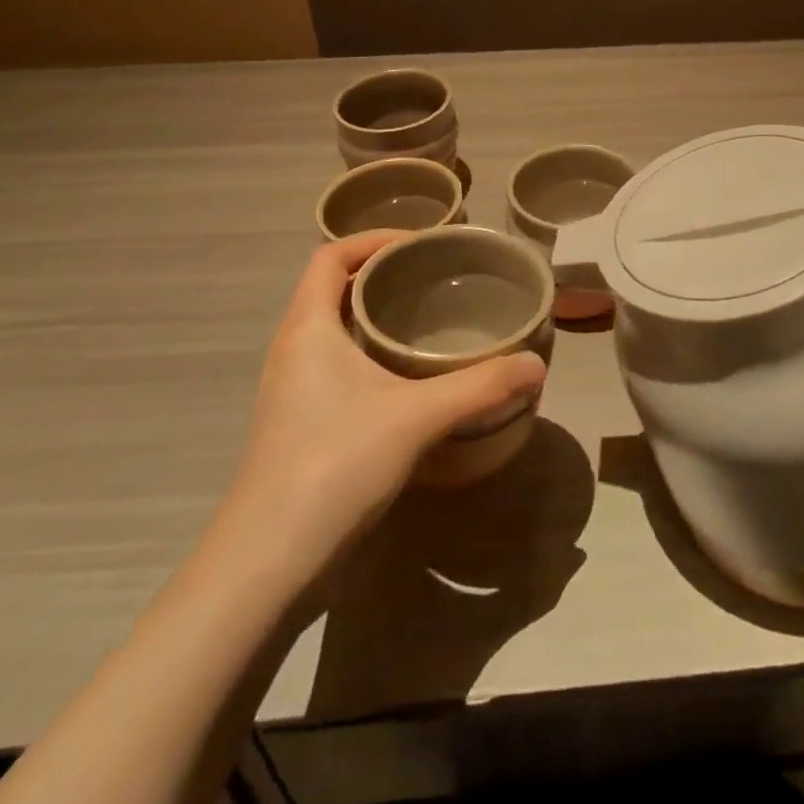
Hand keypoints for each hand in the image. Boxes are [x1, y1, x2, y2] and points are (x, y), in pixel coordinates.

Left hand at [221, 233, 546, 567]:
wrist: (267, 564)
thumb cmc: (334, 465)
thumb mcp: (417, 417)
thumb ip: (481, 387)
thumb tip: (537, 364)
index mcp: (308, 328)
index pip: (329, 256)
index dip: (373, 239)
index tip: (421, 244)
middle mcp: (292, 349)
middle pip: (332, 289)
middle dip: (382, 275)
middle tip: (435, 280)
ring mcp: (291, 390)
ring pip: (333, 330)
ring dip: (374, 317)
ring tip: (428, 323)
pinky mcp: (298, 424)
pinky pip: (334, 365)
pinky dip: (369, 354)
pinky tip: (407, 381)